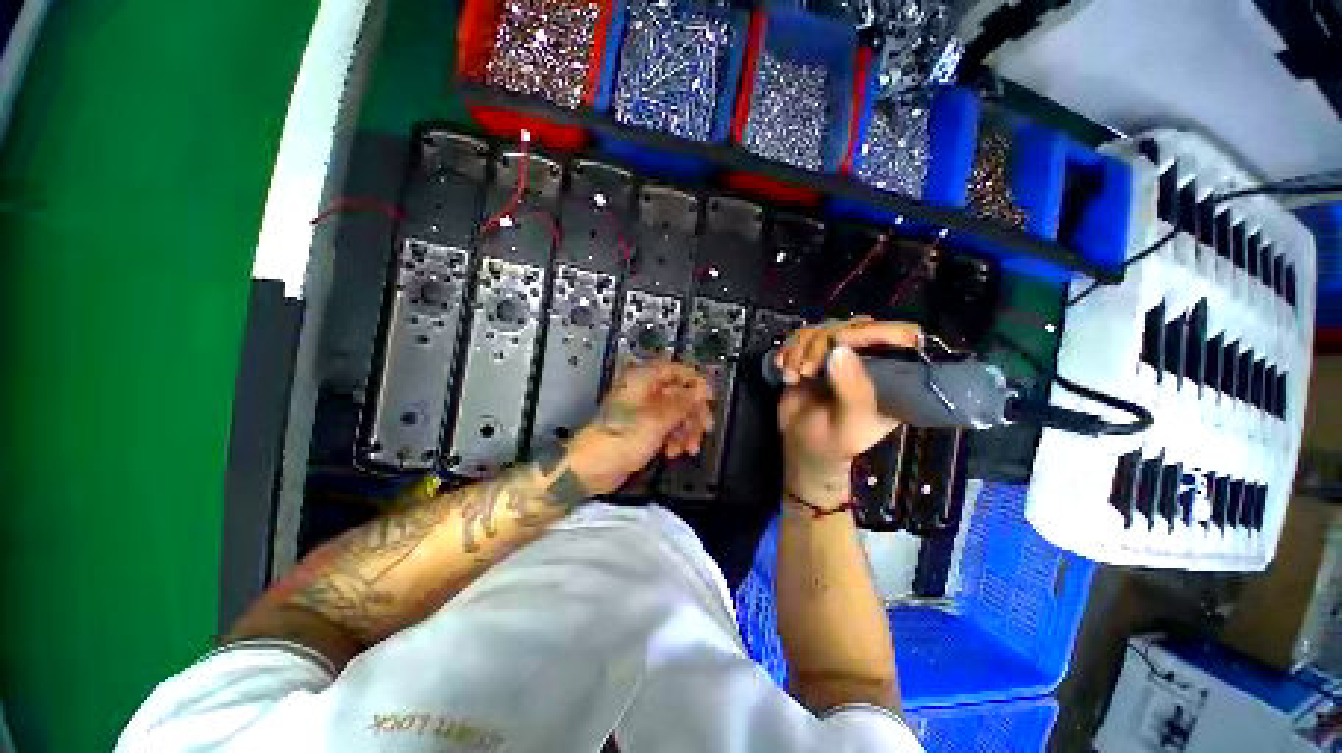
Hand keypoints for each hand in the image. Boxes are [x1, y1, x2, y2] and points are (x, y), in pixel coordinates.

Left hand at [566, 360, 713, 495]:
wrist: (593, 467)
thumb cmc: (622, 438)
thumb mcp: (658, 419)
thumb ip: (683, 403)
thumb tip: (701, 390)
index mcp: (643, 379)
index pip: (677, 370)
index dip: (696, 383)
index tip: (709, 400)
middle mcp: (644, 391)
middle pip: (680, 393)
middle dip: (693, 413)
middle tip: (704, 430)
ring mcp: (644, 410)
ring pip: (676, 413)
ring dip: (686, 430)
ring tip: (687, 448)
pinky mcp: (643, 428)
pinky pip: (667, 427)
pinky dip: (674, 438)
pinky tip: (673, 452)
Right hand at [774, 317, 921, 504]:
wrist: (802, 445)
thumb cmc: (834, 441)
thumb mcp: (850, 425)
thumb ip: (851, 390)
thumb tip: (840, 349)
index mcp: (893, 376)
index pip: (899, 336)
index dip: (873, 332)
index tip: (839, 342)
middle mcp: (870, 358)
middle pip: (853, 326)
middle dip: (821, 344)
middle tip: (805, 370)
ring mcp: (841, 354)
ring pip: (823, 328)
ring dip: (799, 349)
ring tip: (793, 376)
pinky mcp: (816, 353)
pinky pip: (803, 335)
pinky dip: (788, 348)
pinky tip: (784, 367)